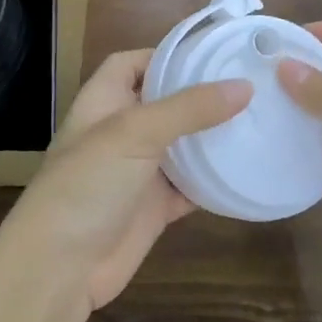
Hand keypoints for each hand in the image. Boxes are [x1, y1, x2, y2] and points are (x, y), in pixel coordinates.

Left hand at [5, 49, 249, 312]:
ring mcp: (139, 171)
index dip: (164, 54)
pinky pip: (191, 187)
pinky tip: (248, 168)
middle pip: (164, 103)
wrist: (61, 267)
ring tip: (260, 117)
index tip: (211, 53)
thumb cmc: (88, 183)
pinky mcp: (155, 208)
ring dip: (213, 136)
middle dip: (201, 95)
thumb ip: (189, 108)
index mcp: (103, 102)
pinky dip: (214, 180)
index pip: (131, 63)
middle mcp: (121, 132)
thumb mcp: (135, 132)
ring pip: (182, 145)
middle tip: (251, 84)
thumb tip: (244, 86)